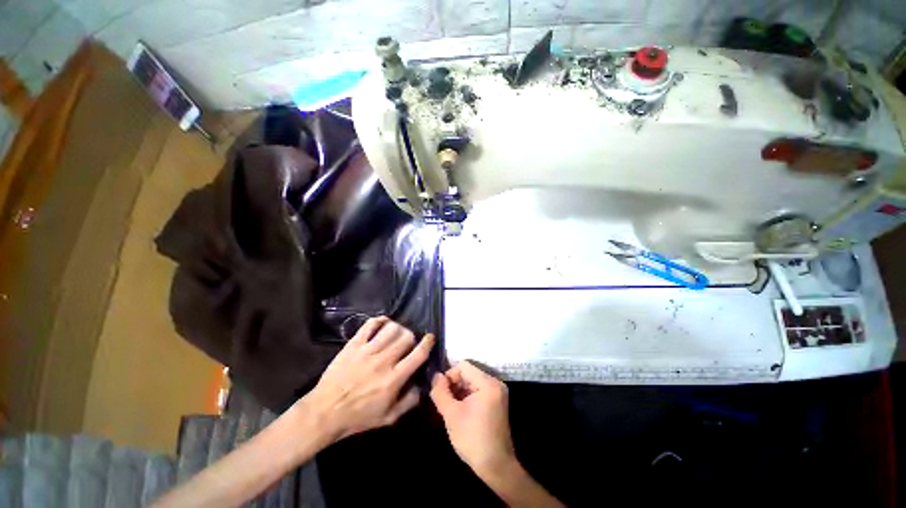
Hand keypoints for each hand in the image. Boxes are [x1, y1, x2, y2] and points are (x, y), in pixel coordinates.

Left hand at [304, 317, 433, 441]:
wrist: (324, 412)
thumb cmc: (358, 417)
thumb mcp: (388, 418)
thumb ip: (410, 401)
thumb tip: (422, 386)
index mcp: (394, 379)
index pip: (418, 354)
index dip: (428, 343)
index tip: (430, 338)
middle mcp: (383, 361)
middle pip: (407, 337)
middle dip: (412, 337)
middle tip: (408, 343)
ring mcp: (367, 350)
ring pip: (392, 328)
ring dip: (398, 329)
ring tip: (396, 334)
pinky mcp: (354, 344)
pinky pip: (370, 324)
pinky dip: (380, 320)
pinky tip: (383, 324)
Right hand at [430, 361, 515, 477]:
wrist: (496, 466)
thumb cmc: (472, 439)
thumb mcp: (451, 414)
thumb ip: (440, 392)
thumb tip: (435, 376)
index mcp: (488, 383)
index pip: (463, 366)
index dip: (449, 375)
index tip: (440, 391)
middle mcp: (495, 383)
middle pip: (468, 373)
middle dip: (453, 384)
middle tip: (442, 400)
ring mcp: (497, 392)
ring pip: (472, 382)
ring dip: (458, 391)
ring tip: (448, 406)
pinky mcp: (496, 401)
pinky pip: (478, 390)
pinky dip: (466, 397)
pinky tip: (458, 410)